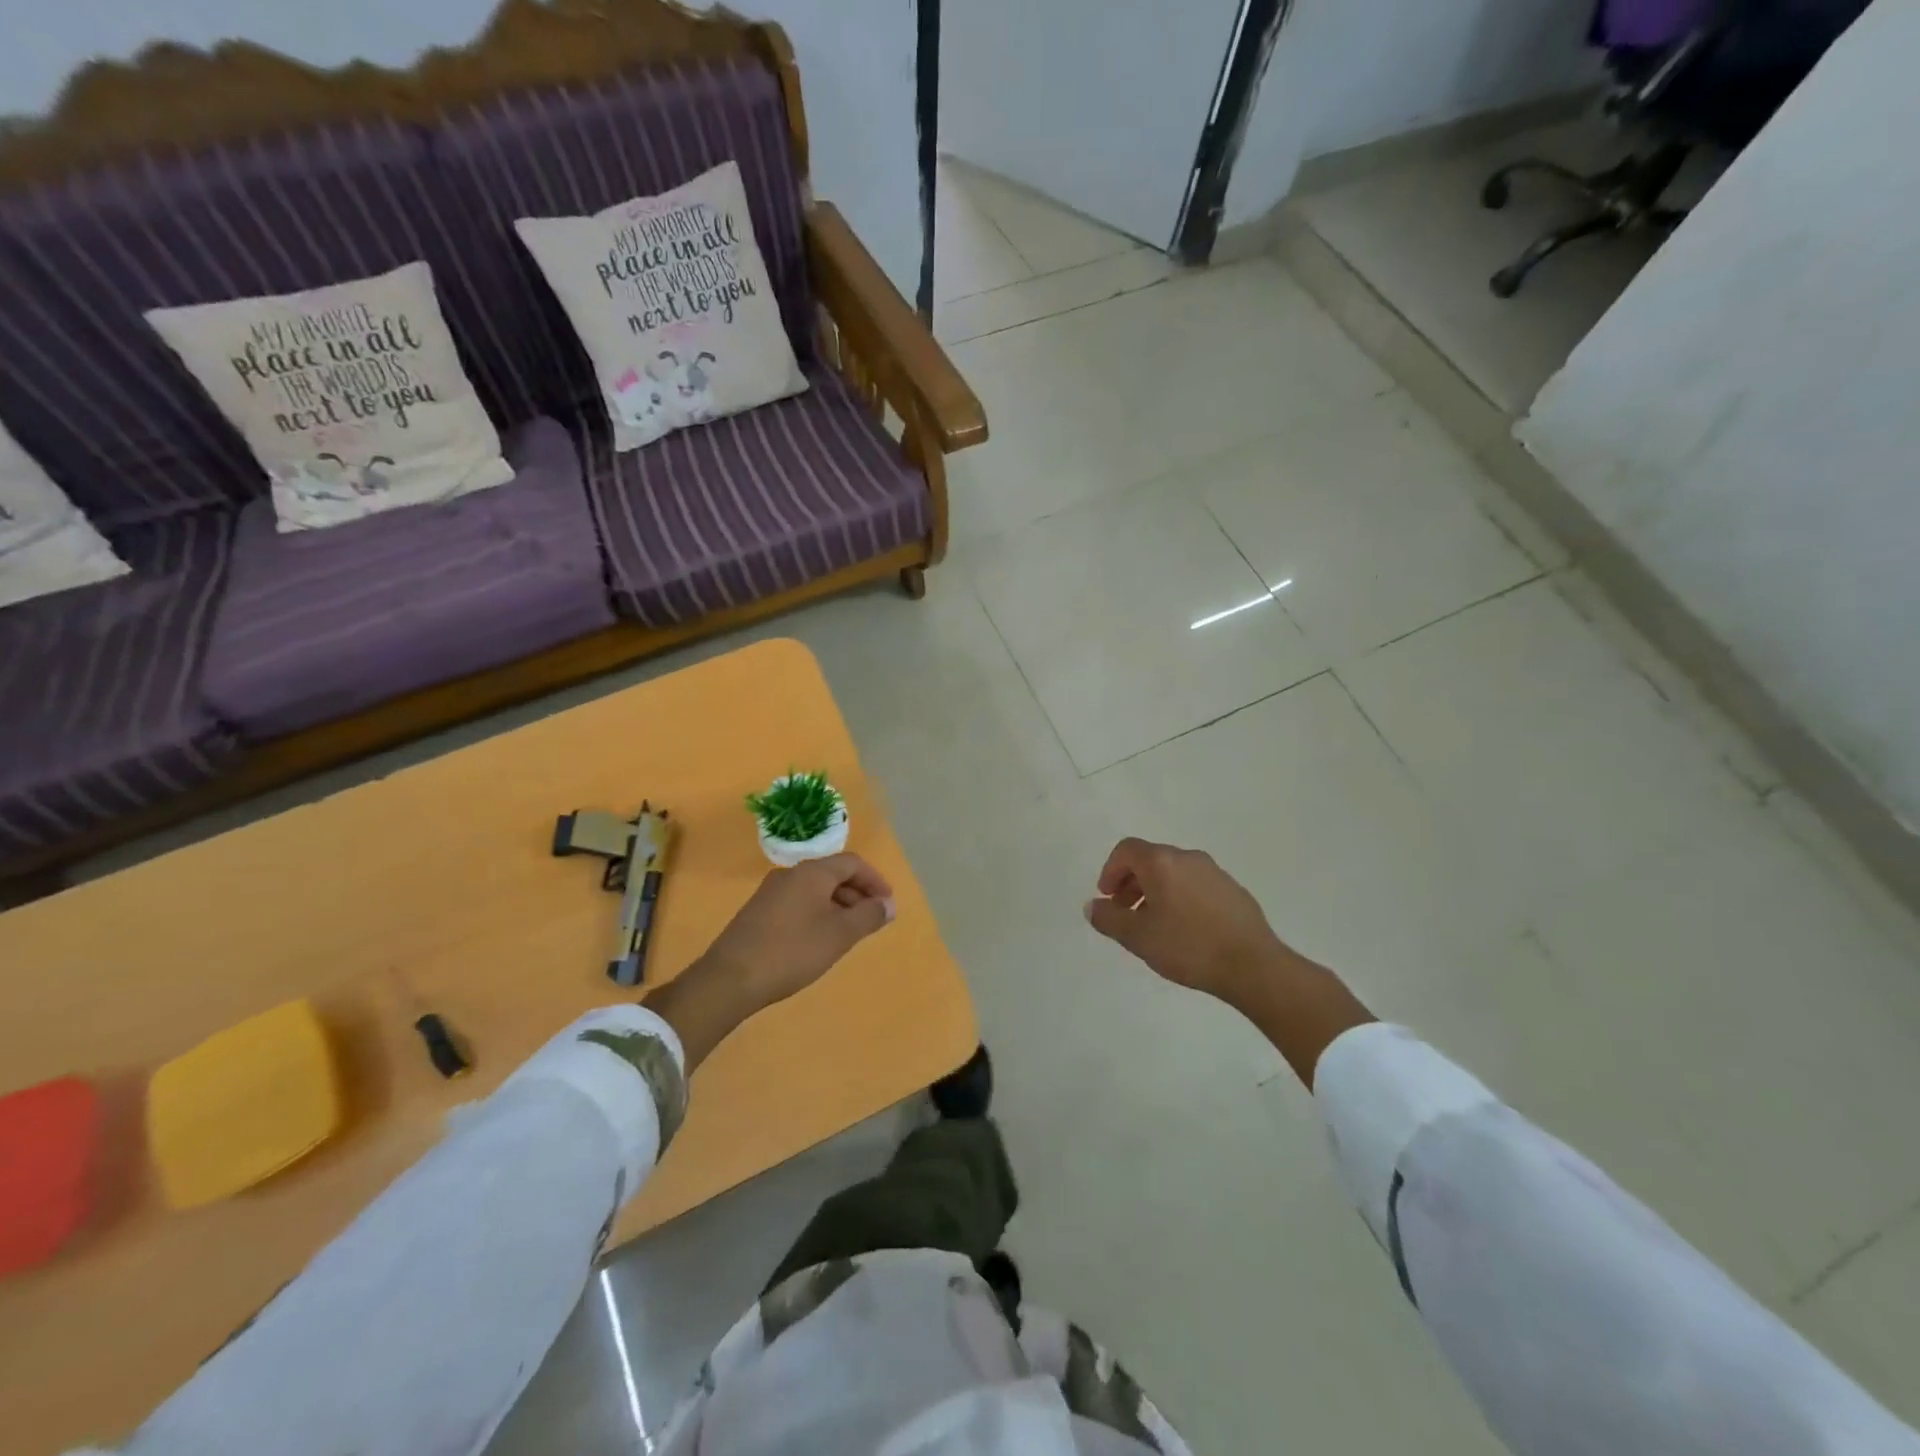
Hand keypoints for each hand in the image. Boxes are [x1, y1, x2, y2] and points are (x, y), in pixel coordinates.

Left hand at [701, 853, 895, 1011]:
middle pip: (833, 874)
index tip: (888, 904)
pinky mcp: (759, 912)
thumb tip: (888, 904)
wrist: (730, 978)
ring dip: (839, 906)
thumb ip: (868, 916)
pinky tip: (820, 940)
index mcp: (812, 872)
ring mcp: (771, 892)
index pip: (852, 863)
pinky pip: (799, 903)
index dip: (875, 880)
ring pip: (815, 890)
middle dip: (858, 894)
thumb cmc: (792, 951)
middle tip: (873, 921)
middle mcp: (791, 874)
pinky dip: (818, 914)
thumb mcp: (839, 935)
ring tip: (850, 933)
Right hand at [1085, 837, 1374, 1087]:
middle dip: (1131, 882)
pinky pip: (1196, 885)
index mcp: (1162, 862)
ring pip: (1174, 872)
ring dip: (1156, 891)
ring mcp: (1215, 872)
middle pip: (1151, 859)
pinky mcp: (1234, 890)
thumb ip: (1109, 918)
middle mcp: (1188, 858)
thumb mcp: (1137, 937)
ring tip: (1154, 925)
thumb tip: (1093, 905)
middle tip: (1126, 913)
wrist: (1253, 966)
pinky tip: (1185, 930)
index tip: (1108, 898)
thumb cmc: (1188, 947)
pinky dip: (1180, 897)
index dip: (1110, 871)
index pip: (1126, 850)